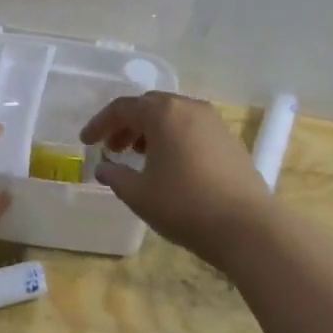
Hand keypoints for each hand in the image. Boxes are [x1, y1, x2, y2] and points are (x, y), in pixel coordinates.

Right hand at [80, 92, 276, 264]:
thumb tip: (103, 167)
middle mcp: (189, 107)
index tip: (86, 142)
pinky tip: (168, 164)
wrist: (246, 226)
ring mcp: (213, 122)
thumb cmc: (184, 205)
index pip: (122, 108)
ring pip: (173, 116)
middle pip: (149, 106)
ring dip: (150, 130)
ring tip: (138, 156)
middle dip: (126, 124)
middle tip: (111, 148)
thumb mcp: (139, 194)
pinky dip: (172, 137)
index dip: (100, 124)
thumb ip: (115, 176)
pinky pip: (191, 128)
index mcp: (163, 113)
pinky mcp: (229, 139)